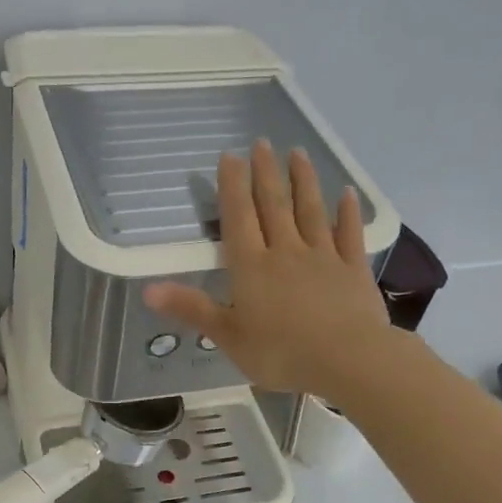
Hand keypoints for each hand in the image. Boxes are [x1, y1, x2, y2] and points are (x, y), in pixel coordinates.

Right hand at [144, 142, 392, 401]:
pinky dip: (347, 212)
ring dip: (303, 180)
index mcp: (252, 267)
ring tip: (297, 153)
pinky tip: (347, 193)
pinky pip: (349, 235)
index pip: (239, 218)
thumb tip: (147, 289)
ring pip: (311, 211)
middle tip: (262, 142)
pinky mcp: (354, 270)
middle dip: (266, 173)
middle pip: (275, 205)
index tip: (230, 155)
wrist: (347, 360)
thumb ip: (191, 309)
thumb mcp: (228, 336)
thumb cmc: (281, 352)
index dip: (233, 186)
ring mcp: (324, 257)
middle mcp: (286, 251)